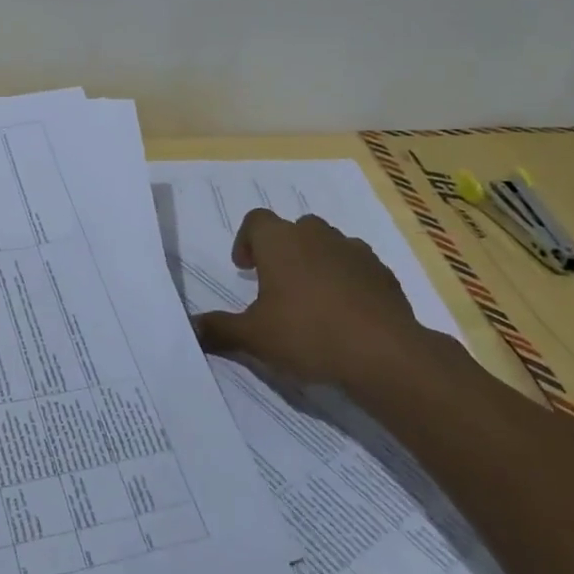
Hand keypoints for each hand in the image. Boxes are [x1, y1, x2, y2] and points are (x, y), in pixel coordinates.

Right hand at [191, 210, 425, 389]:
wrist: (385, 354)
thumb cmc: (308, 334)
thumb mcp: (254, 337)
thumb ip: (219, 330)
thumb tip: (188, 328)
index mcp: (279, 241)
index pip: (256, 220)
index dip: (246, 240)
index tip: (245, 269)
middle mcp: (316, 236)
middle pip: (294, 228)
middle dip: (283, 249)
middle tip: (277, 284)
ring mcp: (354, 252)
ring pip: (329, 244)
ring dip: (317, 262)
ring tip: (312, 299)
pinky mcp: (384, 275)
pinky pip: (358, 267)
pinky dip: (348, 280)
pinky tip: (346, 313)